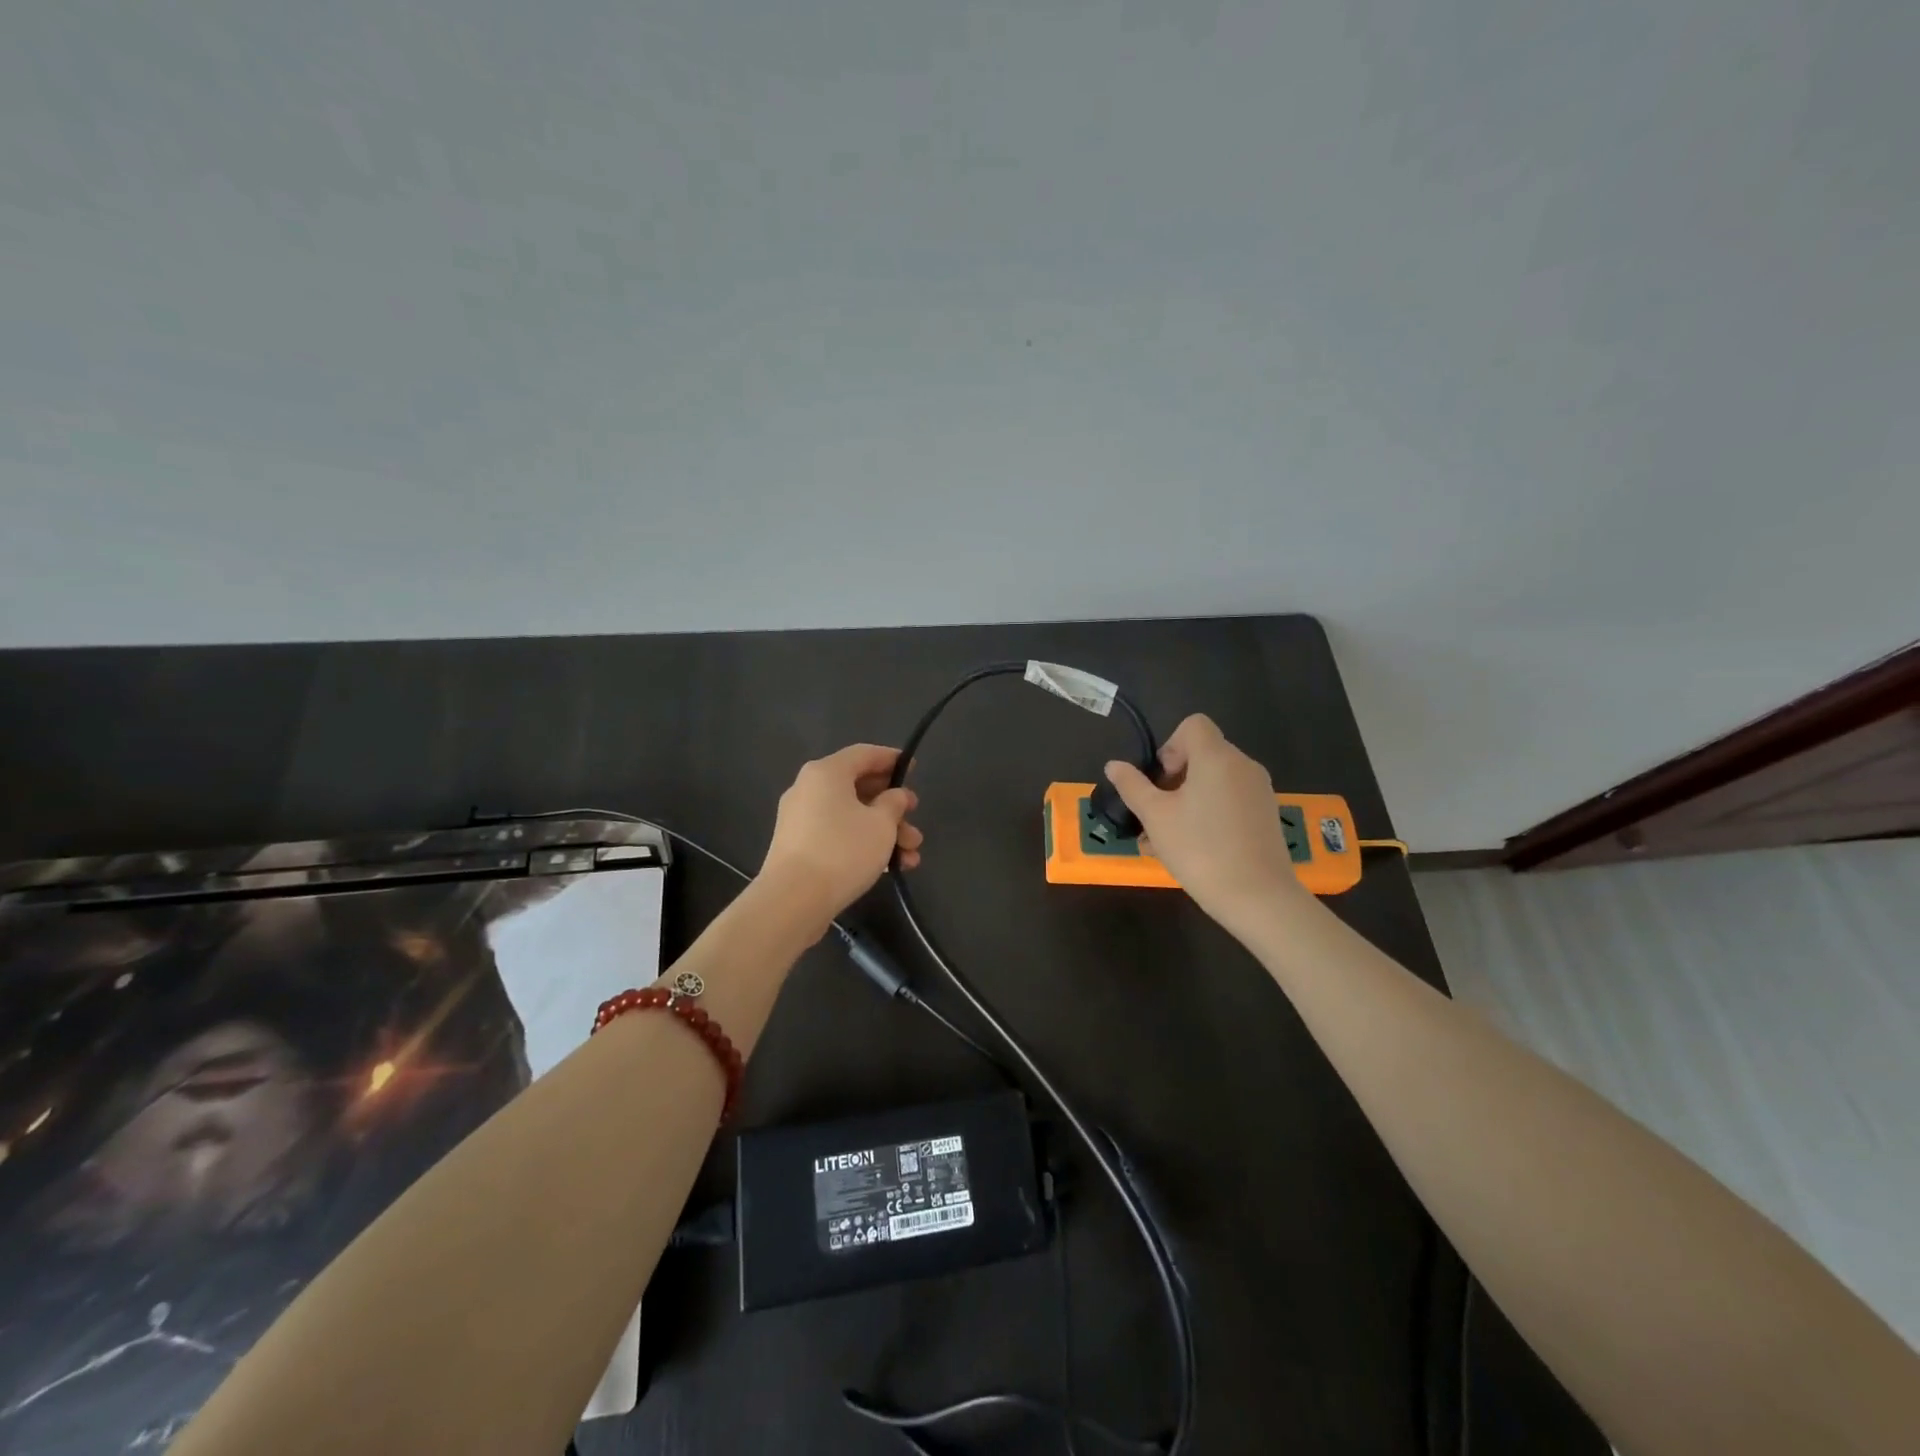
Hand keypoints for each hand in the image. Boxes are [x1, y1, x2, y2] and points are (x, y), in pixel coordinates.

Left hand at [759, 744, 923, 924]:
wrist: (793, 900)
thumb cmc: (843, 851)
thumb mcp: (881, 824)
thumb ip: (894, 803)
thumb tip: (894, 796)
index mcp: (826, 772)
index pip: (864, 754)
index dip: (892, 759)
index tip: (913, 770)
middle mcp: (809, 789)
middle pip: (858, 787)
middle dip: (892, 807)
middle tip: (915, 819)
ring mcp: (801, 819)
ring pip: (851, 815)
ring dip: (884, 832)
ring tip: (911, 856)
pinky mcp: (799, 846)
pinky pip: (837, 835)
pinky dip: (863, 844)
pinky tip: (888, 867)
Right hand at [1104, 715, 1307, 934]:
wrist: (1258, 898)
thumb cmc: (1200, 849)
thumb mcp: (1155, 817)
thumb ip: (1132, 786)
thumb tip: (1114, 765)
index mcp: (1217, 758)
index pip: (1193, 725)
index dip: (1170, 746)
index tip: (1160, 781)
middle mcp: (1243, 766)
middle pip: (1202, 756)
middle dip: (1172, 781)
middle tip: (1154, 816)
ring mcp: (1259, 792)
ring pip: (1213, 784)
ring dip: (1185, 802)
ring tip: (1163, 841)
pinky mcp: (1266, 816)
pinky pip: (1229, 802)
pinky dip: (1208, 814)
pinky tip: (1191, 849)